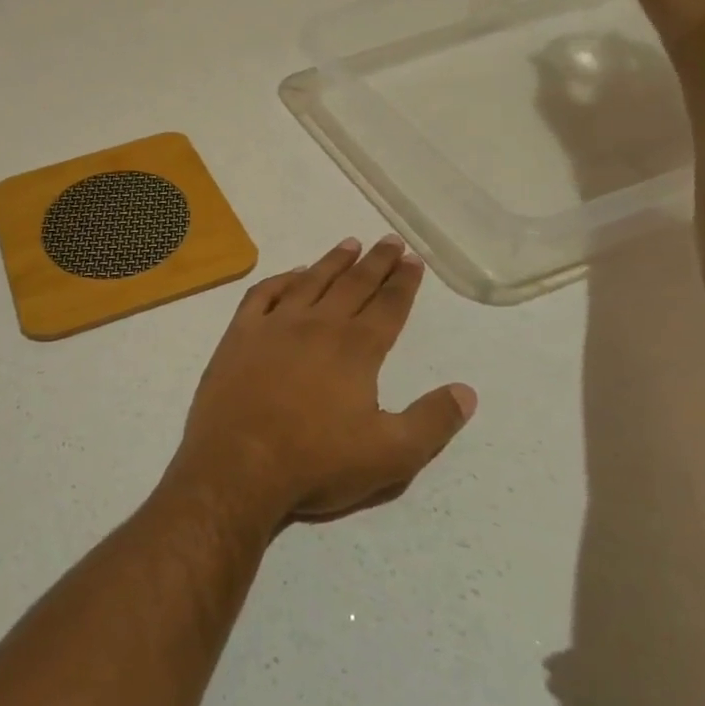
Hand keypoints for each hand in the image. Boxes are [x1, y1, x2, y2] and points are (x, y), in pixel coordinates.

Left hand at [165, 237, 477, 530]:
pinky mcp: (240, 333)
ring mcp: (274, 325)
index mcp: (356, 349)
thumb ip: (432, 421)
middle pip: (353, 285)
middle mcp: (318, 325)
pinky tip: (292, 274)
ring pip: (310, 281)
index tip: (413, 260)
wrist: (238, 464)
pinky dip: (281, 279)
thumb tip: (466, 391)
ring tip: (349, 243)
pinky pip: (263, 294)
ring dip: (333, 261)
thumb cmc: (316, 462)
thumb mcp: (391, 455)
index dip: (403, 283)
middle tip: (389, 241)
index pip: (388, 306)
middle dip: (375, 262)